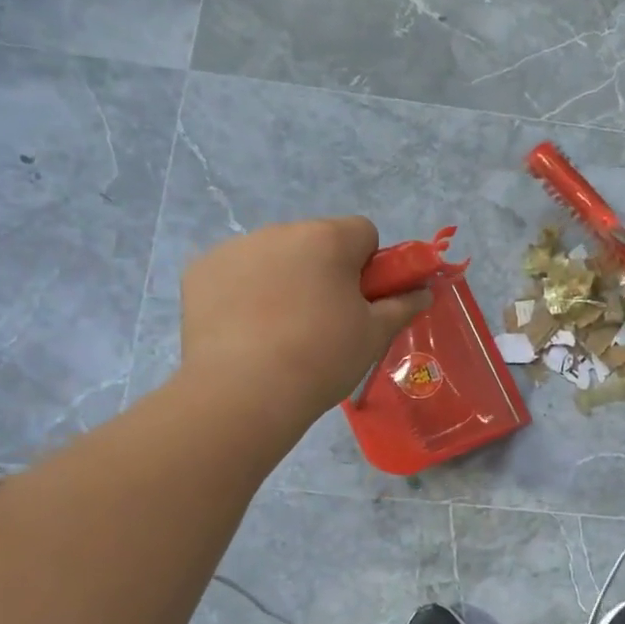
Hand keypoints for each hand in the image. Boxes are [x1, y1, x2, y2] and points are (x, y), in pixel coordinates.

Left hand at [179, 218, 431, 420]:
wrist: (243, 392)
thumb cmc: (321, 358)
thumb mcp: (375, 335)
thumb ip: (402, 305)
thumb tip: (424, 291)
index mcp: (327, 239)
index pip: (363, 231)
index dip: (370, 265)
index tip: (363, 300)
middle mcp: (280, 231)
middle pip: (316, 241)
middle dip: (325, 270)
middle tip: (324, 321)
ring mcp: (235, 248)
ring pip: (275, 256)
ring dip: (285, 279)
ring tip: (280, 332)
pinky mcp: (200, 271)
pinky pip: (236, 272)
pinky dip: (245, 292)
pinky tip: (246, 331)